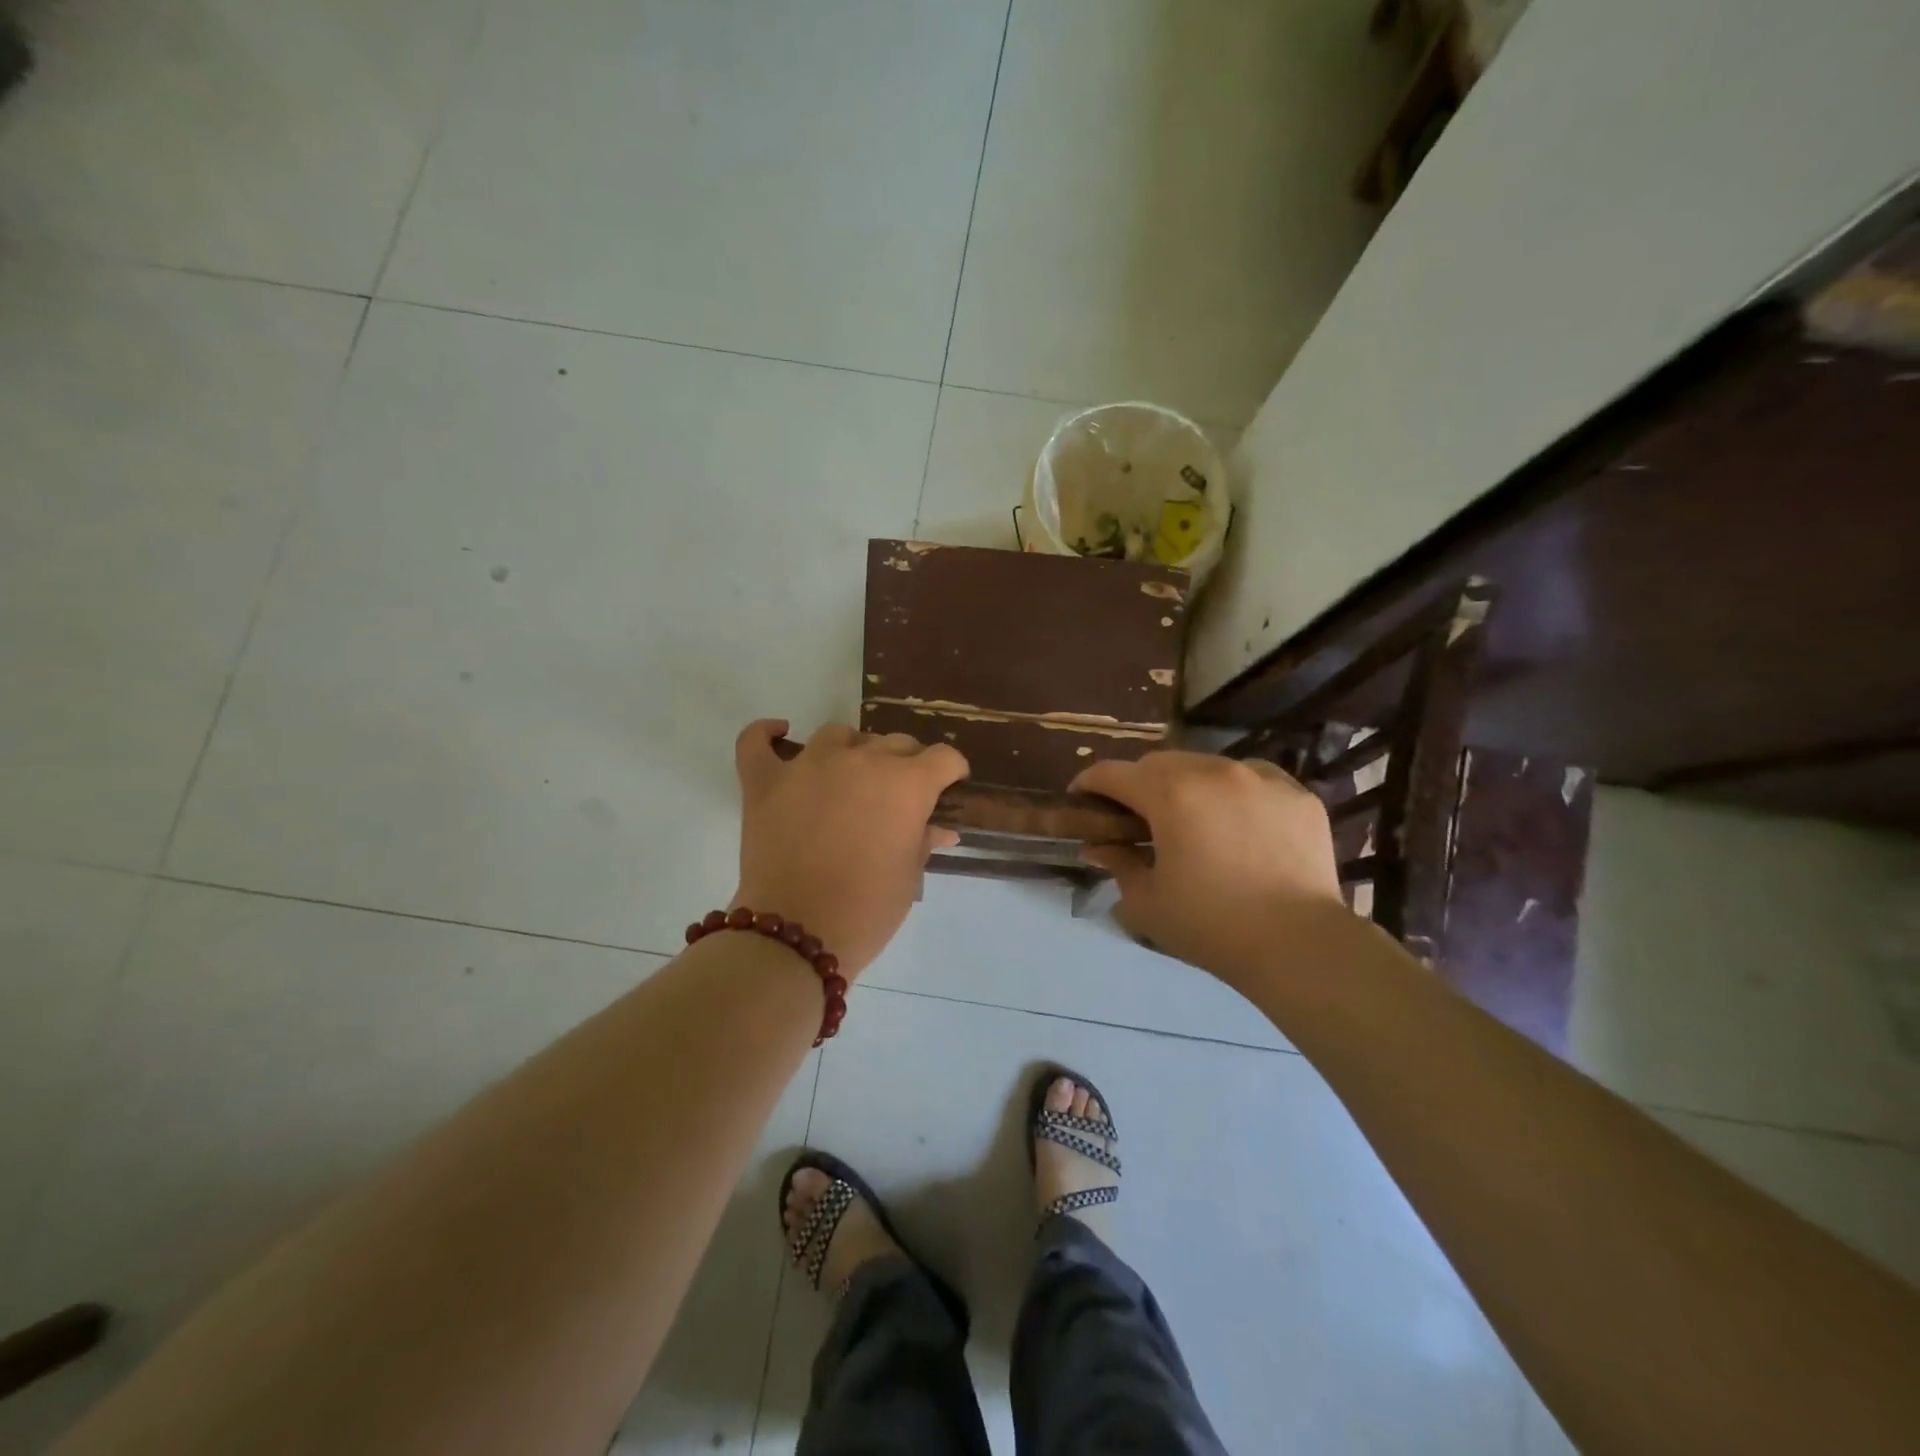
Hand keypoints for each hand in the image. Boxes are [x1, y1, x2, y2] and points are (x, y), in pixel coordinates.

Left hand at [732, 720, 967, 977]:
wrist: (797, 933)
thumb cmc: (868, 909)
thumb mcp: (908, 877)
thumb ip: (924, 841)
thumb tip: (942, 829)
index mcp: (906, 783)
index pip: (942, 757)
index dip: (951, 771)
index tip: (949, 786)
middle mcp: (861, 760)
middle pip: (895, 743)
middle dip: (907, 763)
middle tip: (900, 796)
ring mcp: (808, 765)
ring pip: (839, 735)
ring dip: (853, 749)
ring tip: (851, 775)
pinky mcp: (765, 781)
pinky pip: (757, 742)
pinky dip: (766, 734)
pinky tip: (781, 733)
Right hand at [1070, 751, 1350, 987]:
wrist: (1300, 945)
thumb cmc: (1212, 926)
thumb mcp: (1147, 901)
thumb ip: (1117, 864)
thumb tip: (1098, 846)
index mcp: (1170, 794)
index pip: (1113, 773)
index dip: (1089, 783)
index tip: (1081, 799)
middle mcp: (1213, 771)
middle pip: (1160, 762)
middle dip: (1139, 783)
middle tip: (1136, 816)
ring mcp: (1260, 777)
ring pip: (1207, 765)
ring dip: (1187, 784)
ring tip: (1191, 818)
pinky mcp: (1297, 793)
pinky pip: (1252, 779)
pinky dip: (1234, 793)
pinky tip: (1238, 823)